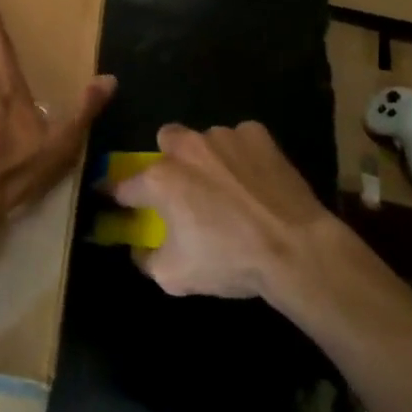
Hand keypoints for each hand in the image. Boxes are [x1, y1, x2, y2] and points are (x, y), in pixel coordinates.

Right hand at [108, 122, 336, 300]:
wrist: (296, 248)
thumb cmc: (230, 261)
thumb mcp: (175, 277)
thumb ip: (146, 259)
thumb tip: (139, 249)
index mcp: (160, 179)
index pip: (124, 184)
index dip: (117, 194)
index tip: (116, 199)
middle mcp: (185, 148)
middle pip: (165, 141)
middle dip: (168, 159)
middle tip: (184, 188)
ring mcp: (222, 136)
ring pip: (204, 140)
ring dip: (208, 158)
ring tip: (228, 188)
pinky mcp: (256, 134)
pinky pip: (240, 140)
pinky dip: (242, 156)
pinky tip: (255, 180)